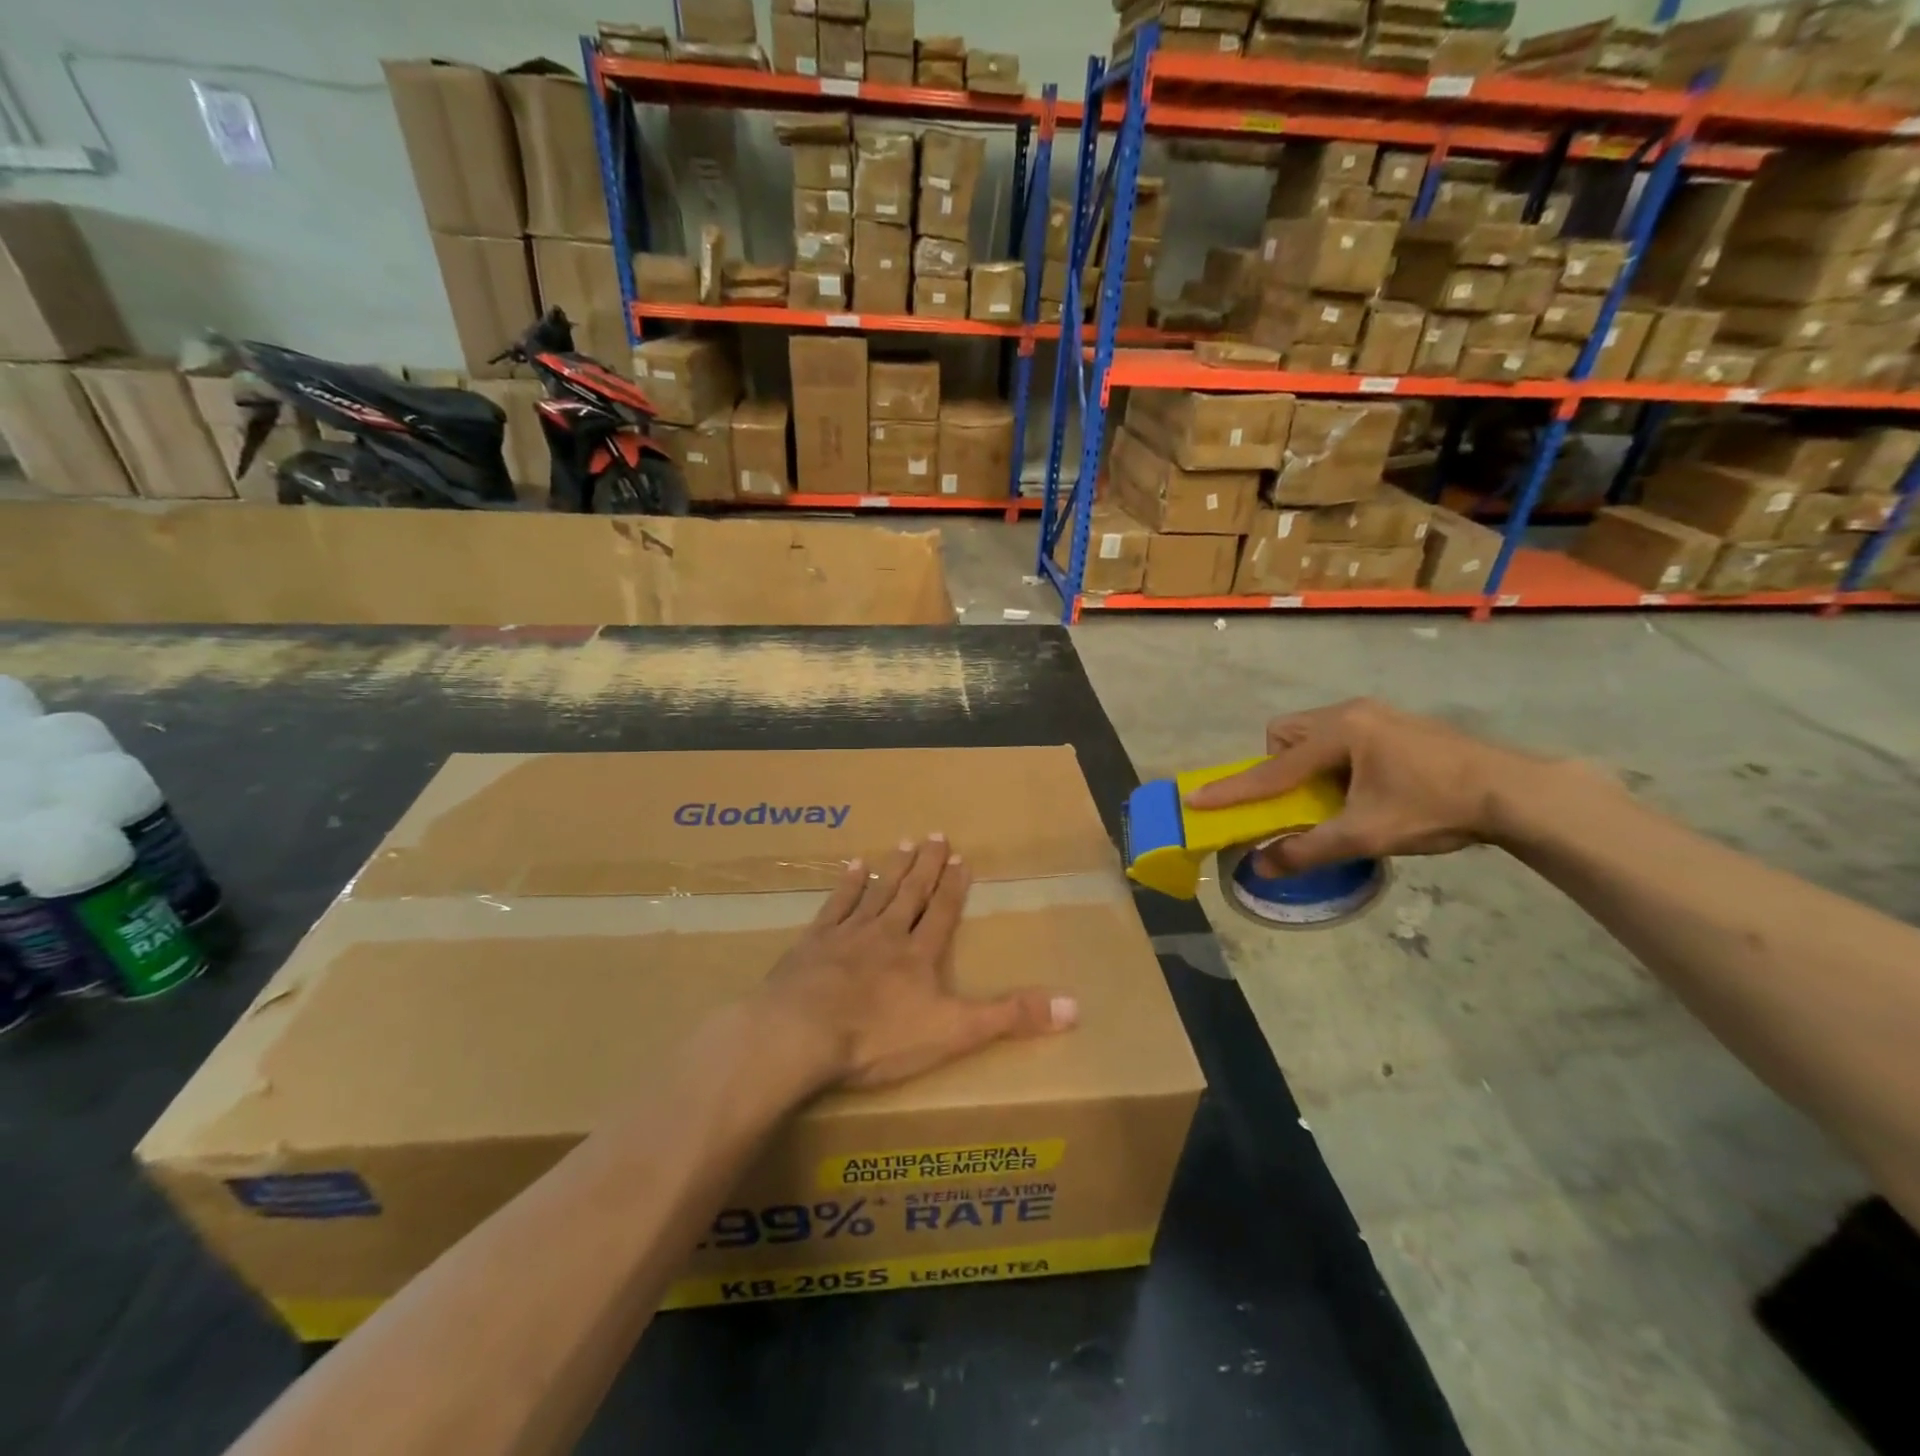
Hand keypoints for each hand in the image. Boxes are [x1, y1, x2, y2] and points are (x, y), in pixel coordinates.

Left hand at [759, 837, 1077, 1091]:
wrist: (801, 1033)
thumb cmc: (878, 1037)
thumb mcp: (954, 1032)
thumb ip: (1010, 1018)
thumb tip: (1074, 1005)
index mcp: (919, 955)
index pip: (942, 913)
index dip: (954, 887)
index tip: (962, 858)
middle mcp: (887, 935)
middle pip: (911, 894)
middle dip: (926, 866)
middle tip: (936, 835)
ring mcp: (847, 935)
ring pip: (876, 893)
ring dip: (893, 869)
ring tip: (904, 842)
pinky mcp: (813, 943)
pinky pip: (835, 906)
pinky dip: (847, 885)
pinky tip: (853, 866)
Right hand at [1182, 698, 1555, 874]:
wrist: (1516, 792)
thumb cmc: (1435, 808)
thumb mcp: (1366, 835)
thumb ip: (1308, 849)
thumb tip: (1260, 866)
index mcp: (1339, 733)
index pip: (1272, 768)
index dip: (1233, 789)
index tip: (1196, 799)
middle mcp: (1350, 713)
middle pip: (1286, 733)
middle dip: (1279, 766)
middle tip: (1299, 799)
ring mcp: (1375, 713)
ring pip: (1313, 732)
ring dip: (1307, 763)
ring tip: (1333, 796)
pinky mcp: (1395, 723)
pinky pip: (1341, 735)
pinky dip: (1334, 760)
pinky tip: (1366, 787)